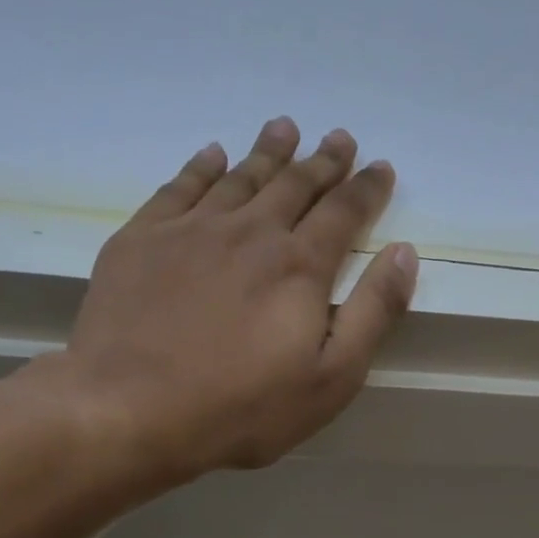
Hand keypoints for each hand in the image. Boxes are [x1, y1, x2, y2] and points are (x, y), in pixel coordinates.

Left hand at [35, 116, 417, 487]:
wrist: (133, 409)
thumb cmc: (246, 407)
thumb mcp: (332, 377)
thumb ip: (373, 312)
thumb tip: (404, 252)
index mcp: (300, 267)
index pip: (343, 213)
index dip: (366, 189)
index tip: (380, 167)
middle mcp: (250, 233)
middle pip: (294, 185)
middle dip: (323, 161)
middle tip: (339, 138)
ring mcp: (192, 230)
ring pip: (240, 177)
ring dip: (268, 152)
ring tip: (284, 128)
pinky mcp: (143, 239)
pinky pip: (180, 186)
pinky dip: (202, 166)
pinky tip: (213, 155)